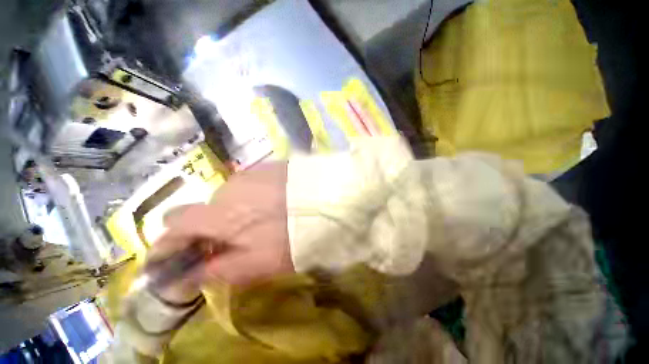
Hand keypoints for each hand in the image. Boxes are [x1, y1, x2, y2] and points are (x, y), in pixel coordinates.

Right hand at [145, 162, 293, 298]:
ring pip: (229, 196)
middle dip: (206, 227)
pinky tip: (271, 203)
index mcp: (218, 215)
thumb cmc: (290, 237)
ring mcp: (250, 174)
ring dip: (232, 211)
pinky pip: (250, 185)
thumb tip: (186, 278)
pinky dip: (251, 197)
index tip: (168, 258)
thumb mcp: (255, 265)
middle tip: (225, 241)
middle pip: (203, 209)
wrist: (324, 203)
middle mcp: (228, 189)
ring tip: (256, 221)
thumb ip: (217, 270)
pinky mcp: (269, 167)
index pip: (174, 226)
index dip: (167, 244)